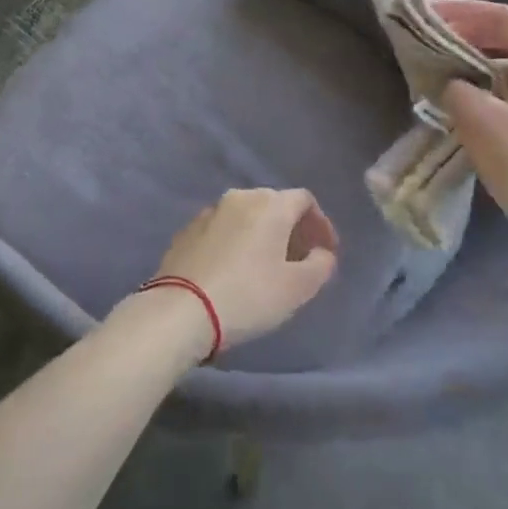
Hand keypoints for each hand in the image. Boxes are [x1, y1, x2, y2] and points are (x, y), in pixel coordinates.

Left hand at [149, 188, 338, 352]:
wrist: (181, 310)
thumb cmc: (248, 295)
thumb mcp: (298, 288)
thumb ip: (320, 264)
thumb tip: (321, 253)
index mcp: (269, 204)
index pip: (304, 199)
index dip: (320, 223)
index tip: (326, 251)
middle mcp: (238, 198)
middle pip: (273, 204)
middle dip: (291, 227)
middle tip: (299, 258)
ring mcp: (208, 213)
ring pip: (245, 215)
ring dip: (261, 234)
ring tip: (267, 265)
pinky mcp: (186, 231)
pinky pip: (222, 229)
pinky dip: (236, 241)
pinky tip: (235, 269)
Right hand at [432, 0, 507, 254]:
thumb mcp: (476, 117)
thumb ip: (457, 87)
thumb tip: (454, 83)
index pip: (506, 18)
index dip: (465, 11)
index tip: (430, 12)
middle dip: (473, 33)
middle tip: (435, 34)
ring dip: (482, 60)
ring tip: (447, 64)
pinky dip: (496, 84)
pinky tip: (471, 96)